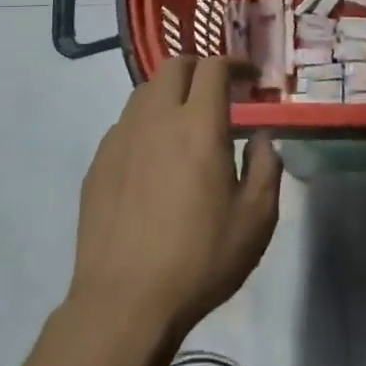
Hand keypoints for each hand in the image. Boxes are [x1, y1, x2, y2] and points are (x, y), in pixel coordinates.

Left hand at [68, 56, 281, 345]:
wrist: (124, 302)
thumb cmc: (200, 259)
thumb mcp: (256, 218)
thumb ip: (266, 167)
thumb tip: (262, 138)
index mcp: (198, 125)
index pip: (213, 68)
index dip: (234, 63)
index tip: (250, 76)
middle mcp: (155, 119)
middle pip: (174, 67)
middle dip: (200, 67)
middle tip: (218, 89)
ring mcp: (120, 139)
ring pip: (144, 92)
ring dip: (170, 92)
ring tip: (185, 120)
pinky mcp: (98, 163)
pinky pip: (125, 124)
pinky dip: (146, 123)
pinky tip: (154, 156)